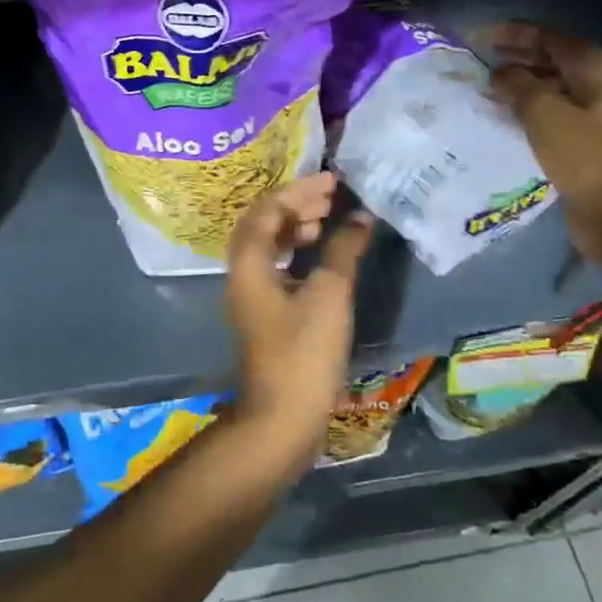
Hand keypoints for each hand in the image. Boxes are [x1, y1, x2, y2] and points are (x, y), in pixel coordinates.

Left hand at [224, 173, 373, 478]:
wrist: (282, 419)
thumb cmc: (304, 352)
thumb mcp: (329, 295)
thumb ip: (343, 250)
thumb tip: (360, 218)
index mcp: (248, 263)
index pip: (267, 209)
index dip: (299, 191)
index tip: (332, 183)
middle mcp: (241, 274)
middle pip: (263, 223)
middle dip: (296, 204)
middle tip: (331, 198)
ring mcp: (250, 295)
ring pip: (268, 246)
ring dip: (295, 228)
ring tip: (326, 222)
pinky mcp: (263, 314)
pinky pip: (275, 267)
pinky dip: (296, 254)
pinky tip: (320, 258)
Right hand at [486, 23, 601, 287]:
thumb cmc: (585, 160)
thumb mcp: (546, 115)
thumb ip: (518, 85)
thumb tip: (499, 73)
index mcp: (599, 72)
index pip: (552, 37)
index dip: (514, 32)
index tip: (478, 37)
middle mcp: (601, 87)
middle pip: (554, 59)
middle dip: (516, 56)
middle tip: (478, 59)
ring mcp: (597, 116)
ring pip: (552, 86)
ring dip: (520, 83)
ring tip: (484, 88)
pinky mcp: (587, 142)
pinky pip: (553, 113)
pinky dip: (527, 108)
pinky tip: (502, 117)